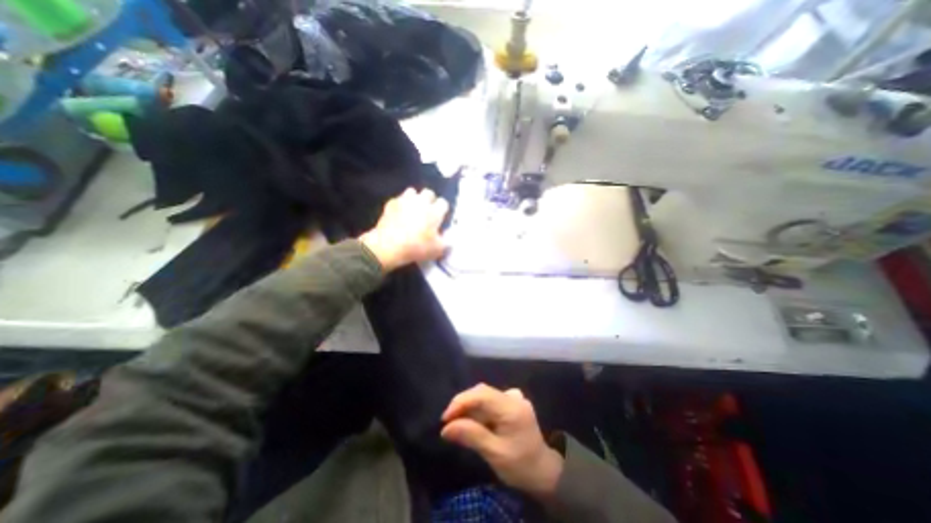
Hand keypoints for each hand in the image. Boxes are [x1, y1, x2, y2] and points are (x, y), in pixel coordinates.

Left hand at [357, 186, 448, 271]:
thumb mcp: (438, 250)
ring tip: (413, 210)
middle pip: (429, 193)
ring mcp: (404, 200)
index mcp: (435, 211)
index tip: (440, 218)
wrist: (389, 246)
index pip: (443, 203)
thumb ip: (447, 242)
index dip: (443, 210)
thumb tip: (450, 237)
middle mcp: (421, 201)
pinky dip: (400, 205)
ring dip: (415, 199)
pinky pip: (398, 200)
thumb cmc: (417, 247)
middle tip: (428, 212)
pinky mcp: (390, 203)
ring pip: (412, 192)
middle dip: (430, 200)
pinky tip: (399, 214)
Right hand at [441, 384, 563, 497]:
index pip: (481, 395)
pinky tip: (475, 419)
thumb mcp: (495, 454)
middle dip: (463, 404)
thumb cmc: (520, 466)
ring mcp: (514, 398)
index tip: (445, 419)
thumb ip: (472, 436)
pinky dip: (479, 407)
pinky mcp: (513, 402)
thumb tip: (446, 428)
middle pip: (482, 391)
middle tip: (449, 422)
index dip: (461, 402)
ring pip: (485, 394)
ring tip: (458, 422)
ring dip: (470, 406)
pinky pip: (492, 399)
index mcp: (511, 407)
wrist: (544, 472)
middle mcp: (513, 397)